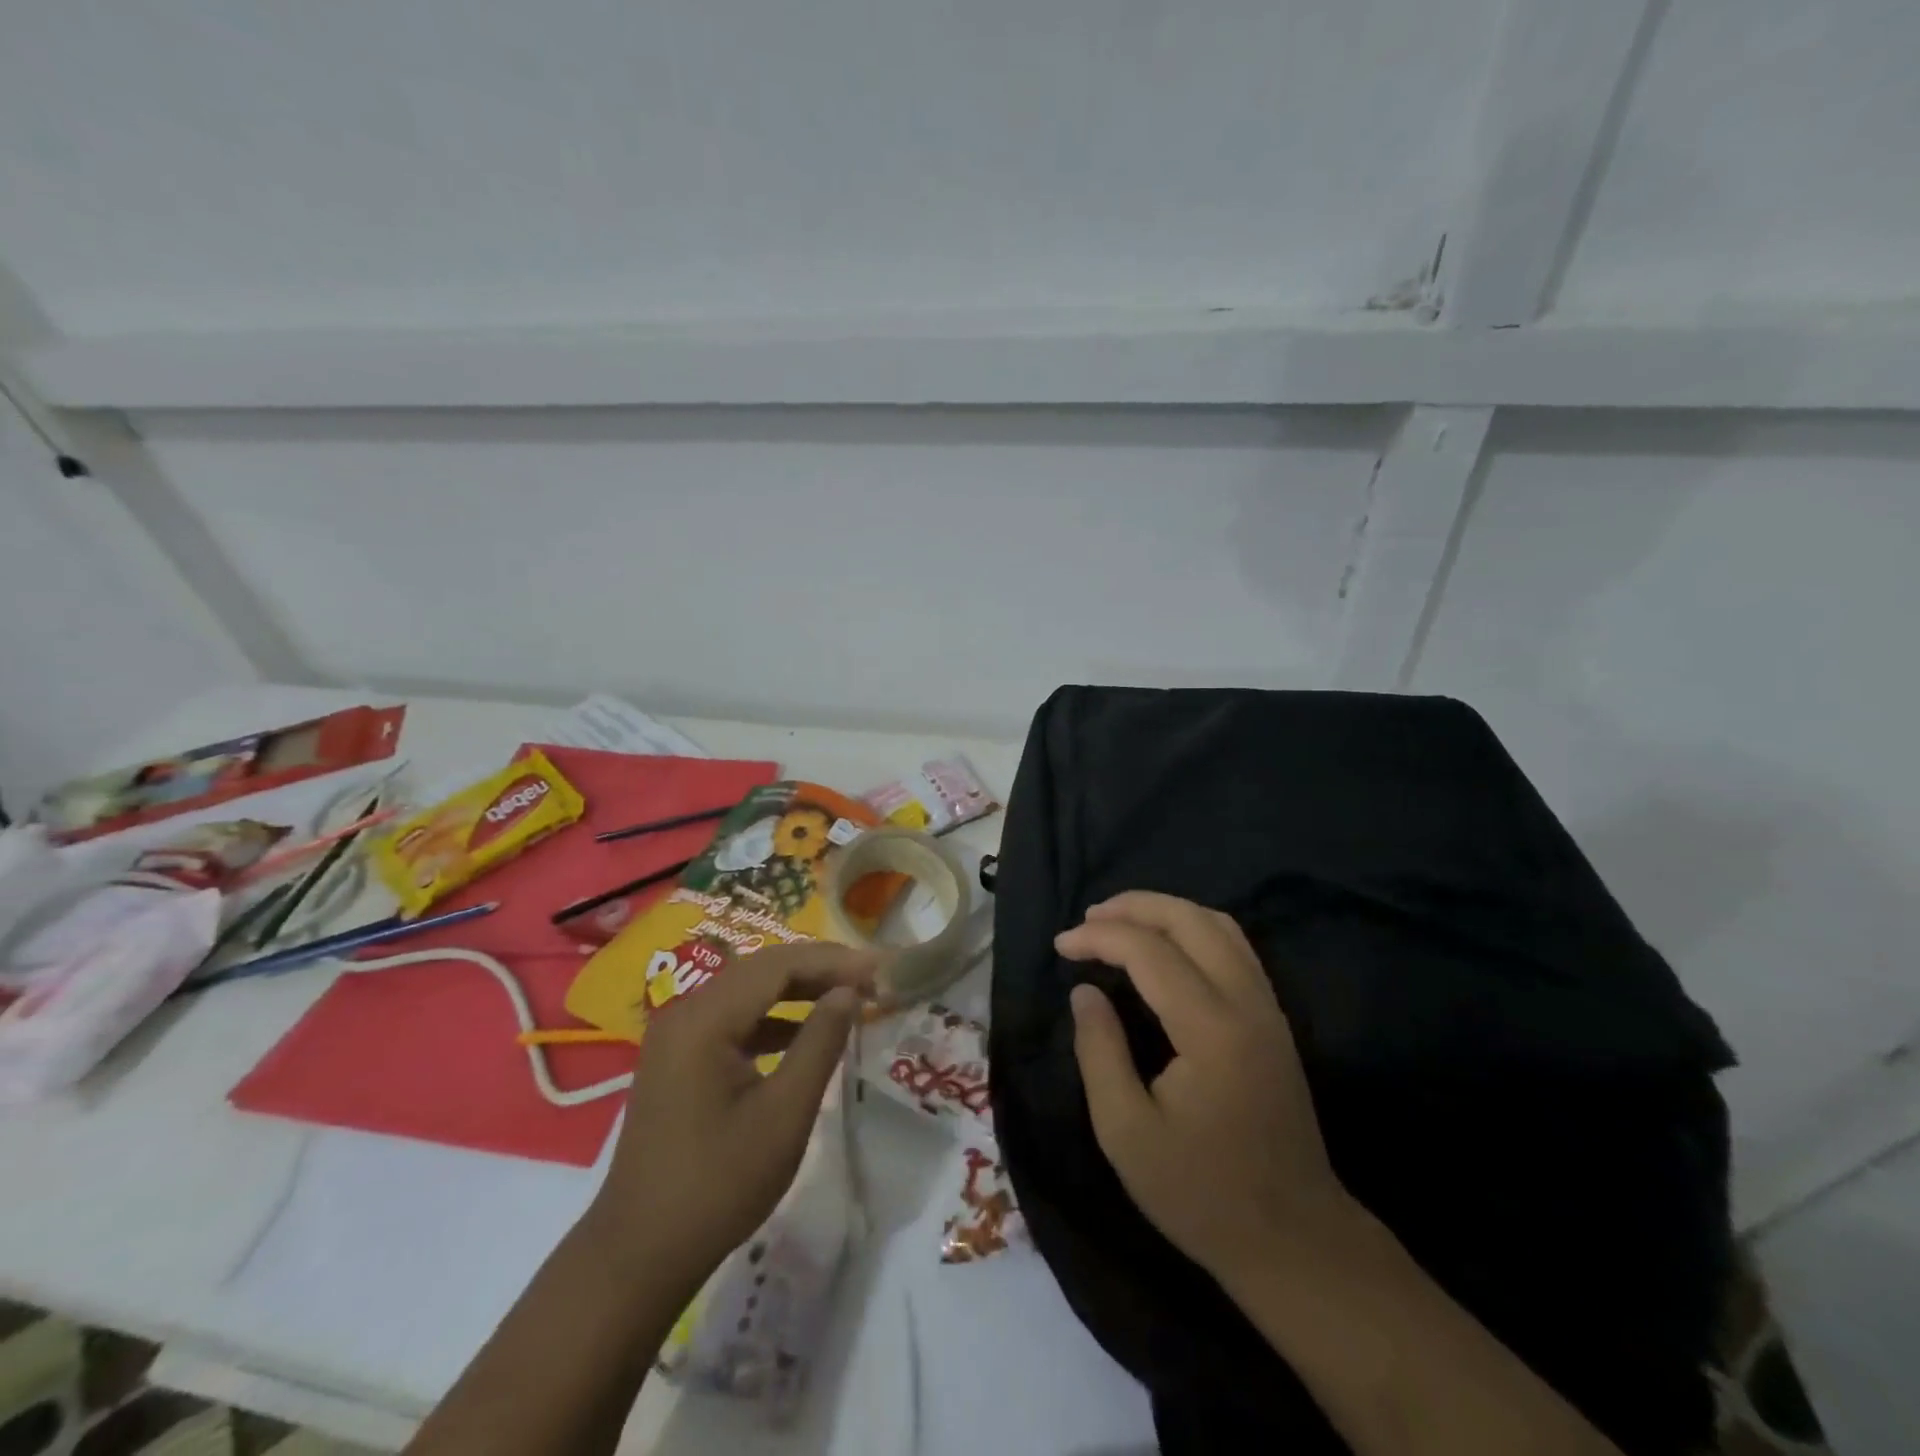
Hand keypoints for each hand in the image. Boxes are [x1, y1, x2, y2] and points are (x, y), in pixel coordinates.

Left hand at [585, 942, 875, 1286]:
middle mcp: (685, 1011)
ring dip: (798, 989)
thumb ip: (820, 1043)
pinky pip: (733, 1017)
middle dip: (819, 968)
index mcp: (705, 1019)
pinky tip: (804, 1032)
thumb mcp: (784, 1115)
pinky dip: (773, 1016)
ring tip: (848, 996)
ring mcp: (677, 1034)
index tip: (881, 968)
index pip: (779, 964)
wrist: (640, 1255)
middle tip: (872, 977)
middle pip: (762, 969)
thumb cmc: (719, 1186)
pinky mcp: (678, 1056)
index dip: (834, 960)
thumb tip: (848, 992)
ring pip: (748, 990)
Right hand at [1058, 892, 1352, 1286]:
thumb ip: (1100, 1051)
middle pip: (1191, 920)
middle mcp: (1247, 1004)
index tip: (1061, 945)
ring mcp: (1268, 1009)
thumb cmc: (1201, 1194)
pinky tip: (1166, 945)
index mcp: (1210, 1030)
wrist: (1294, 1241)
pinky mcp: (1274, 1021)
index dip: (1099, 937)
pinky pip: (1235, 948)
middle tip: (1088, 917)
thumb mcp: (1126, 1133)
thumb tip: (1084, 991)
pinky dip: (1193, 929)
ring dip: (1166, 911)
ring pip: (1219, 925)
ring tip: (1120, 921)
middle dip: (1134, 906)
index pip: (1150, 952)